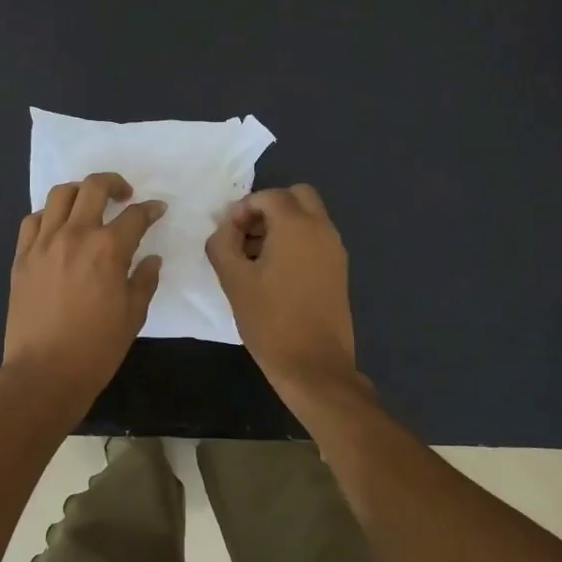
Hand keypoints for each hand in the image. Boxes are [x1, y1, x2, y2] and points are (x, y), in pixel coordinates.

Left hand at [1, 172, 164, 412]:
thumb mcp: (133, 315)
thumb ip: (145, 280)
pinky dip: (48, 215)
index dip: (150, 210)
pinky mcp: (21, 256)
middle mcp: (75, 235)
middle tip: (124, 196)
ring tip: (89, 204)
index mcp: (108, 248)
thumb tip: (151, 259)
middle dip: (114, 183)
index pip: (135, 215)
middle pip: (94, 187)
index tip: (157, 210)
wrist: (44, 372)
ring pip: (59, 195)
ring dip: (79, 192)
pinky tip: (57, 227)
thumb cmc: (97, 347)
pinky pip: (32, 220)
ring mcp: (43, 242)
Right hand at [205, 184, 359, 395]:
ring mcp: (335, 250)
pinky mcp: (339, 270)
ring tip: (255, 256)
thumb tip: (226, 228)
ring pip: (309, 217)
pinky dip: (296, 241)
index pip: (269, 196)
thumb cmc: (270, 319)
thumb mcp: (233, 279)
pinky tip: (275, 272)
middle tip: (246, 234)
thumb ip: (222, 243)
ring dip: (283, 224)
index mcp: (297, 226)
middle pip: (298, 196)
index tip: (228, 233)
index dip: (243, 208)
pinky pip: (316, 238)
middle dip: (269, 207)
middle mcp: (322, 229)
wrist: (314, 365)